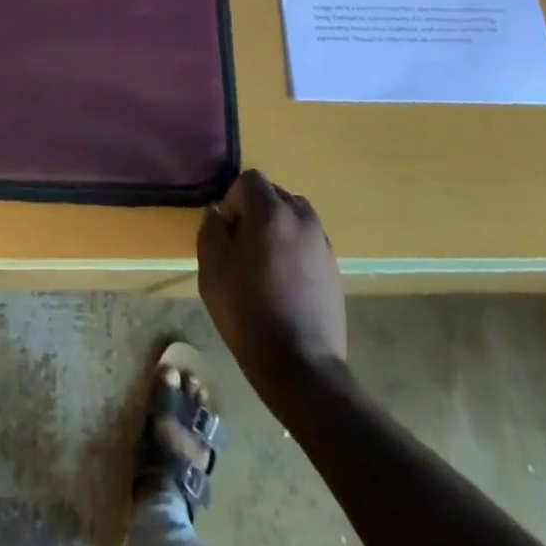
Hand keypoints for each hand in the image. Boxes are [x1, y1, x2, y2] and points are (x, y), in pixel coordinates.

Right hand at [197, 170, 347, 395]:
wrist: (300, 365)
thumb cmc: (248, 313)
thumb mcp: (212, 271)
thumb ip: (211, 231)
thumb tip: (218, 214)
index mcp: (272, 212)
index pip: (250, 180)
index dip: (233, 199)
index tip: (227, 231)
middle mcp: (302, 218)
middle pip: (275, 194)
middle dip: (255, 210)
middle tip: (242, 246)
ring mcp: (322, 242)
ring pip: (295, 216)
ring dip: (277, 227)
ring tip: (265, 263)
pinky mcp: (334, 266)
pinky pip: (308, 240)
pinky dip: (294, 247)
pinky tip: (284, 281)